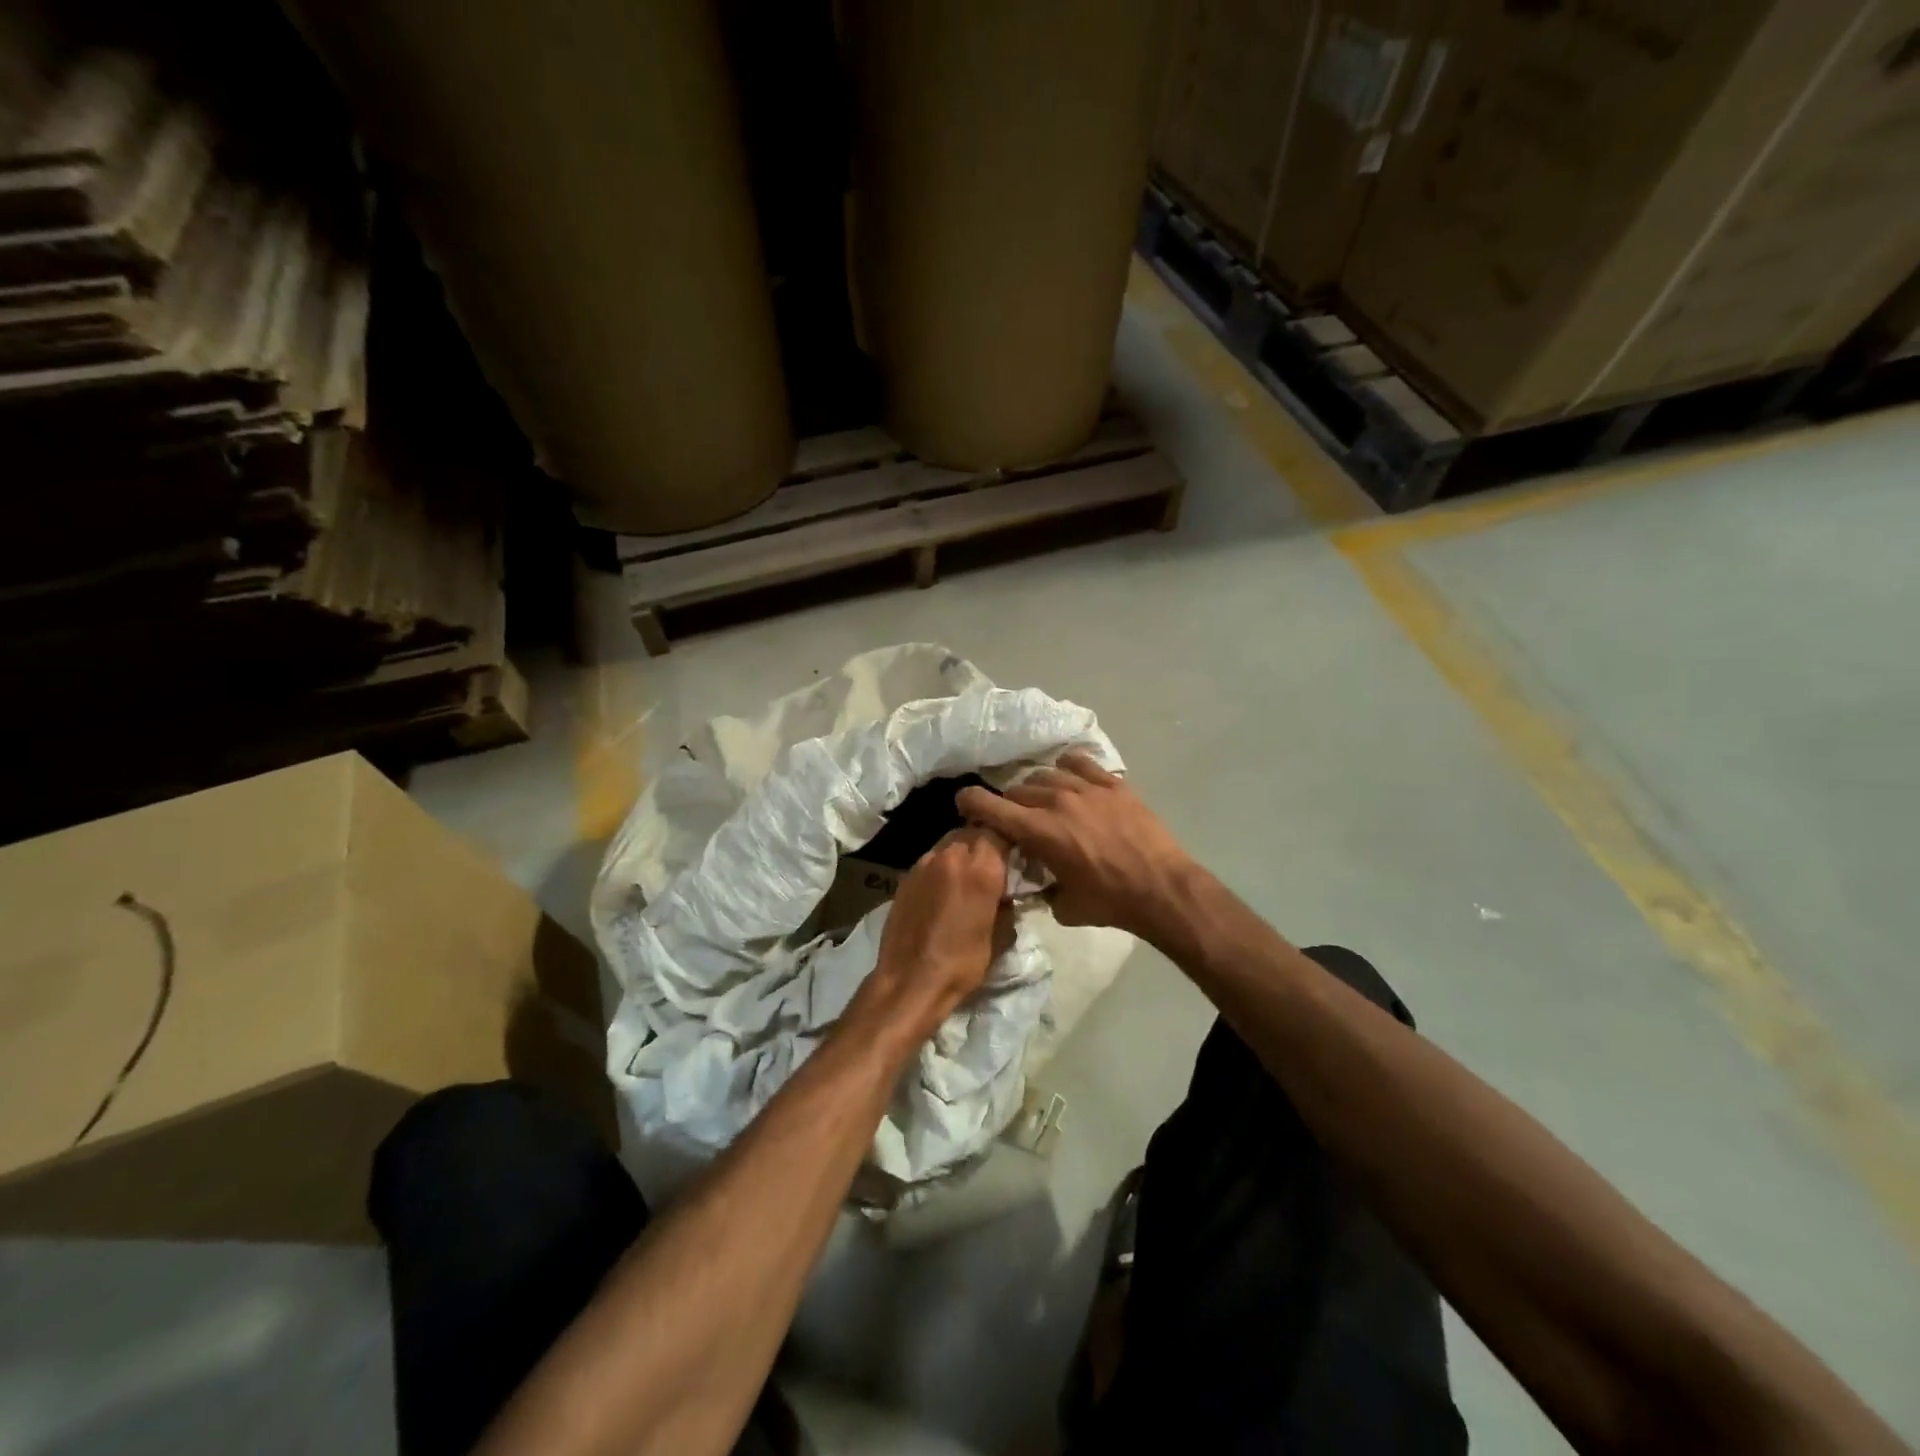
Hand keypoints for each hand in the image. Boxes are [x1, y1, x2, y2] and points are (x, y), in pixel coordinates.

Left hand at [853, 826, 1011, 1039]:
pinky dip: (942, 867)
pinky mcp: (906, 876)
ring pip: (949, 843)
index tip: (1015, 853)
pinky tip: (943, 890)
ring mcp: (924, 863)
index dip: (1009, 839)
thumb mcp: (999, 936)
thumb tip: (1007, 894)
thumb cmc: (963, 962)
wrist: (911, 980)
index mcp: (981, 868)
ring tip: (967, 877)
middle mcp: (952, 856)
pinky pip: (931, 860)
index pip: (1000, 831)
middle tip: (992, 865)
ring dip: (961, 853)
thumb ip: (1006, 904)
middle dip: (984, 843)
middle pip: (973, 832)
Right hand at [957, 754, 1200, 946]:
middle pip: (1017, 790)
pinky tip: (1070, 779)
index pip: (990, 806)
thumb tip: (1037, 880)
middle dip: (1009, 804)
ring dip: (1037, 788)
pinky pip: (1080, 763)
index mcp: (1039, 832)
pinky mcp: (1113, 784)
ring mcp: (1087, 788)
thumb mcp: (1064, 906)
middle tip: (1015, 819)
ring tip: (1044, 801)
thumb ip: (1042, 888)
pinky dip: (1067, 769)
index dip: (970, 801)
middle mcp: (1057, 802)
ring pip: (1046, 775)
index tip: (964, 804)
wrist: (1162, 889)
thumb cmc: (1111, 903)